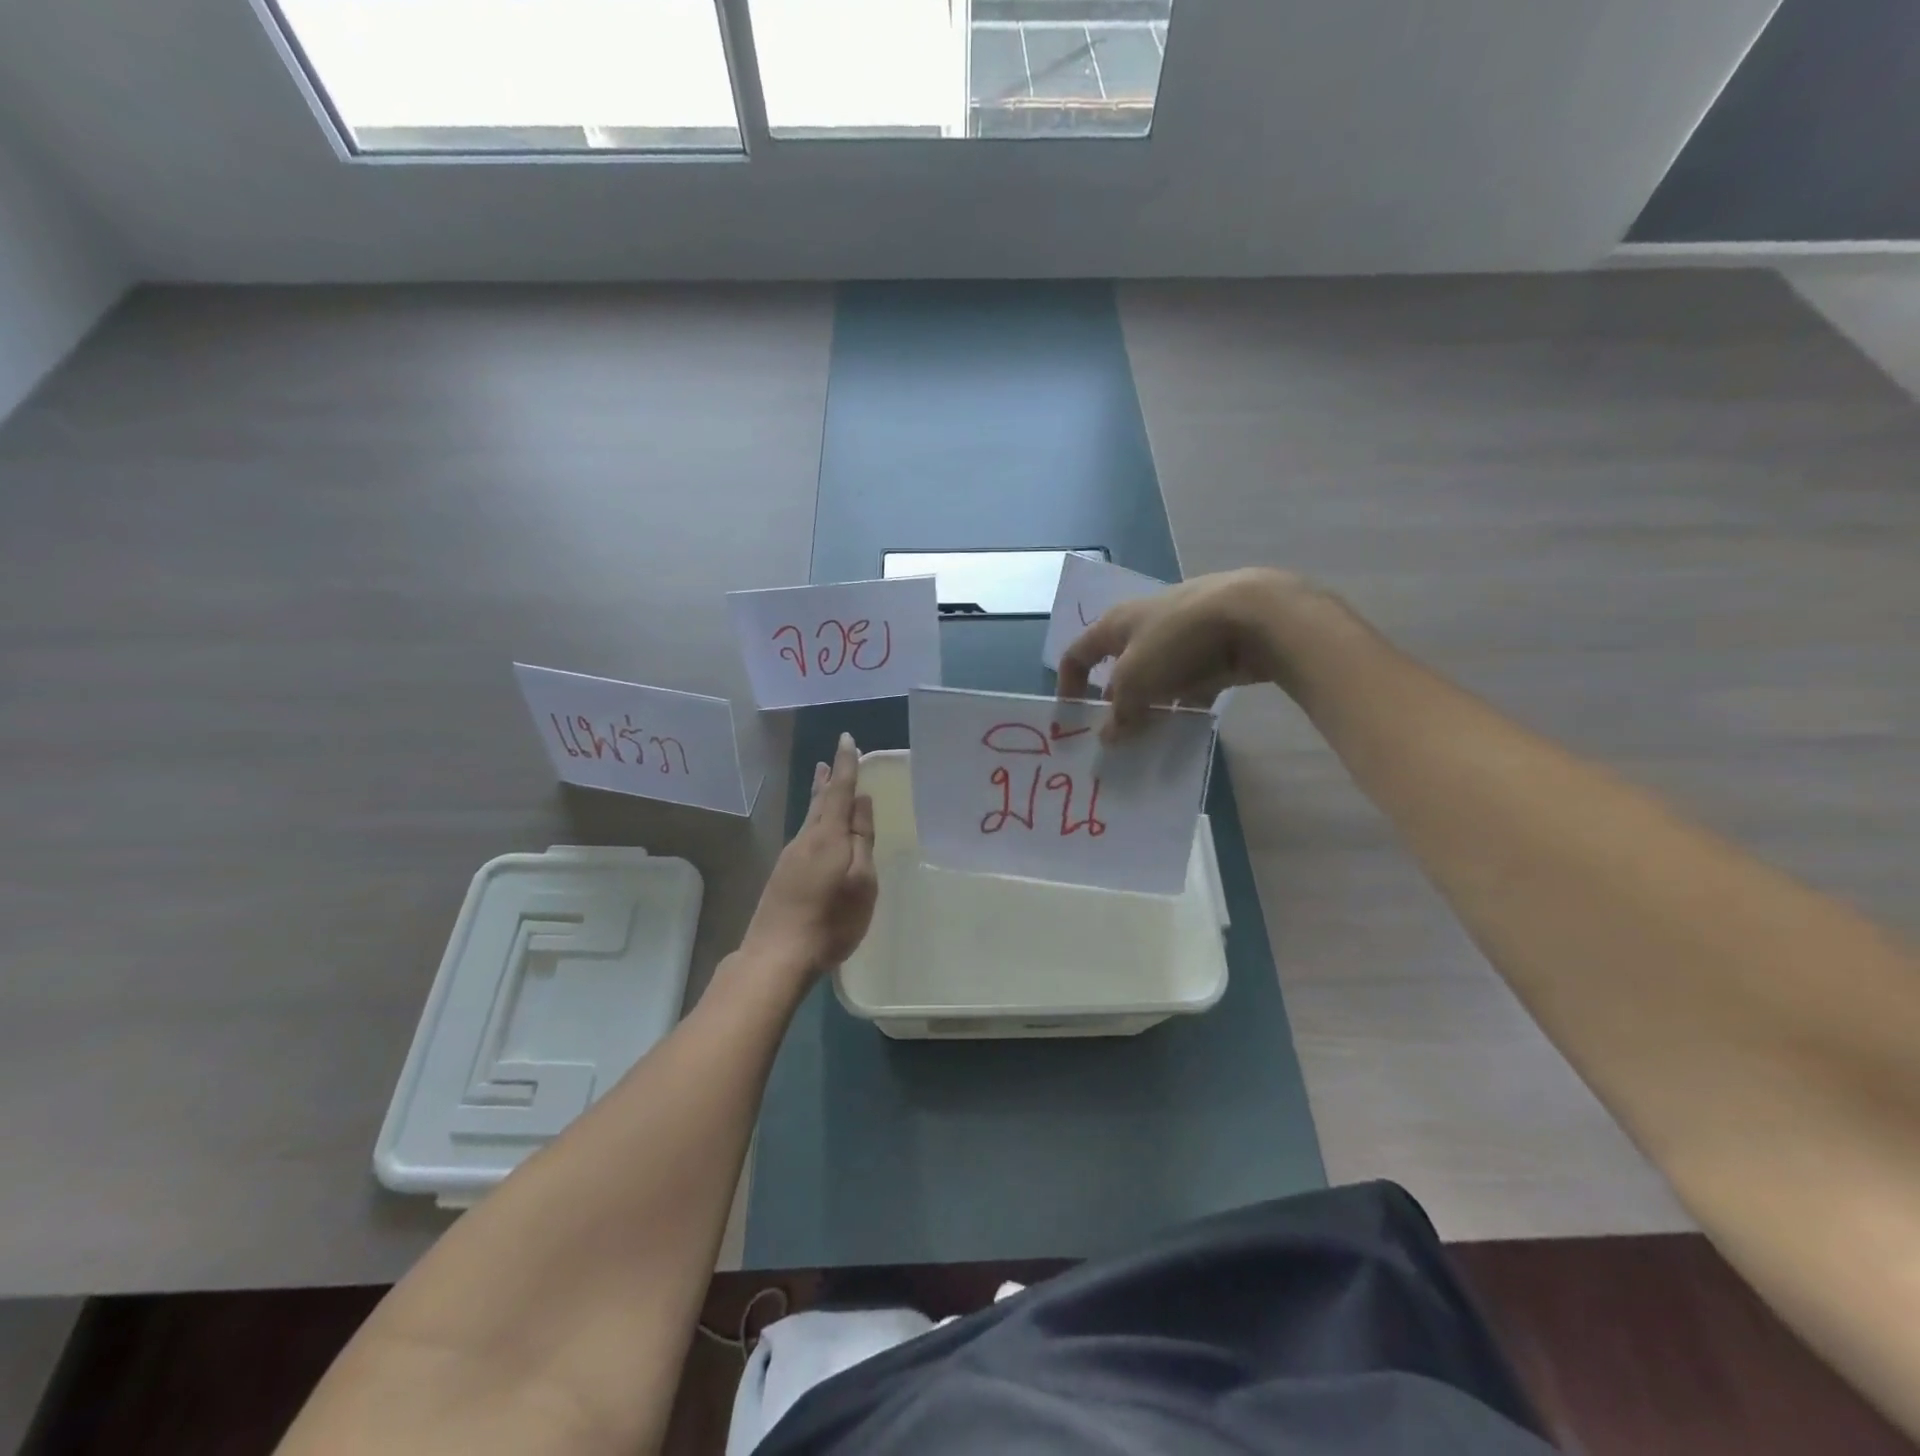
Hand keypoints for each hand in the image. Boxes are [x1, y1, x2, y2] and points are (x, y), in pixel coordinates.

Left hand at [742, 733, 878, 976]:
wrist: (777, 956)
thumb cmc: (831, 921)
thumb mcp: (861, 881)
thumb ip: (862, 840)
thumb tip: (861, 803)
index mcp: (828, 836)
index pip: (839, 790)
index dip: (846, 764)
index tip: (847, 738)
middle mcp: (805, 839)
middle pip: (819, 801)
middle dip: (827, 779)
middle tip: (831, 759)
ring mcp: (790, 857)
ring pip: (809, 818)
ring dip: (819, 798)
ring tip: (824, 781)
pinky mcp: (783, 876)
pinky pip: (804, 836)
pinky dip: (814, 821)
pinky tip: (817, 830)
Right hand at [1057, 568, 1306, 738]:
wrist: (1254, 615)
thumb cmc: (1177, 640)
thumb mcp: (1136, 681)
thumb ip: (1119, 714)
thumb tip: (1108, 738)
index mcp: (1115, 624)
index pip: (1077, 653)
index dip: (1068, 684)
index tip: (1071, 718)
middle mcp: (1144, 625)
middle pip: (1118, 668)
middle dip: (1114, 702)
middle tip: (1115, 736)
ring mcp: (1181, 635)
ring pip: (1156, 677)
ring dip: (1150, 706)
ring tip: (1151, 738)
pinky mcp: (1213, 648)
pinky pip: (1190, 682)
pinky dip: (1185, 703)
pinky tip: (1188, 726)